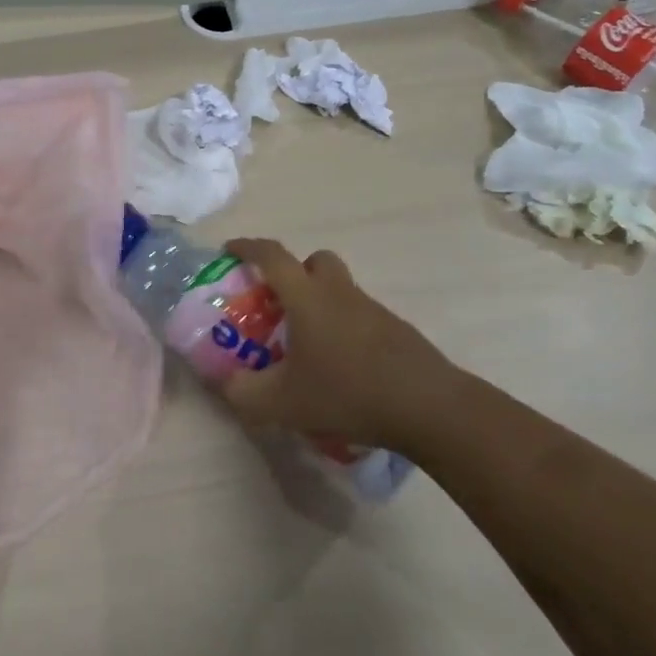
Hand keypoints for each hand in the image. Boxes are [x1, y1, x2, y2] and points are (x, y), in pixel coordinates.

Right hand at [219, 238, 465, 450]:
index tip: (229, 250)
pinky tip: (342, 369)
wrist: (430, 407)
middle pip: (316, 261)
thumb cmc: (348, 393)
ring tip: (308, 347)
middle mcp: (340, 293)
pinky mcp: (397, 332)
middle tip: (279, 302)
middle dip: (294, 272)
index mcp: (307, 297)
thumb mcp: (281, 402)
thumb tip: (225, 382)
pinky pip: (361, 317)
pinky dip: (345, 331)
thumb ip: (243, 392)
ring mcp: (373, 310)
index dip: (247, 248)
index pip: (272, 256)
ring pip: (341, 290)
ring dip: (321, 304)